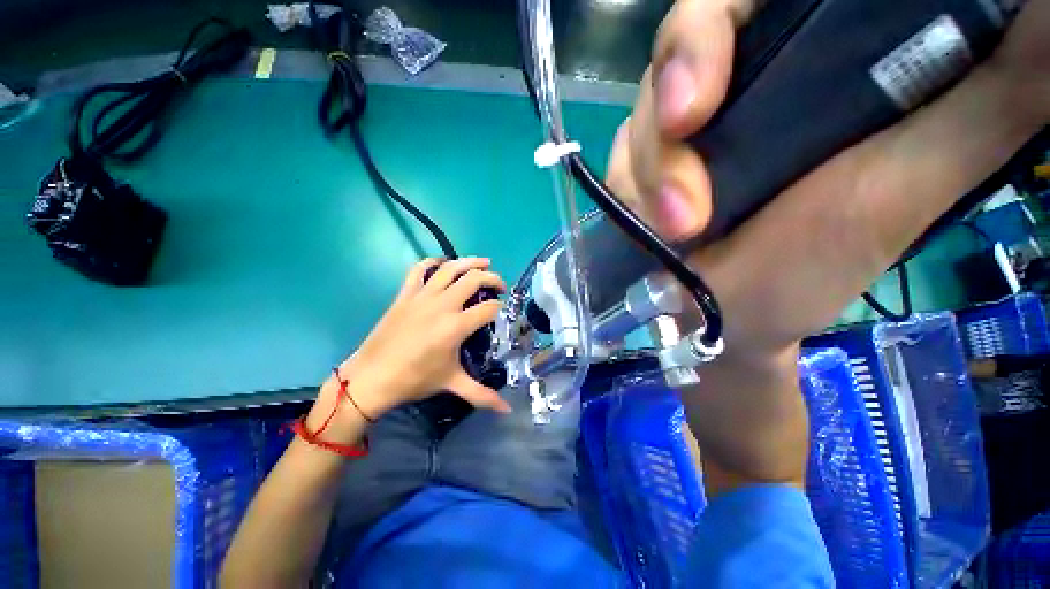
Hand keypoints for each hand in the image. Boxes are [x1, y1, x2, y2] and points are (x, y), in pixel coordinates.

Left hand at [324, 257, 510, 428]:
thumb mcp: (451, 383)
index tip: (503, 311)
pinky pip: (419, 269)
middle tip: (500, 285)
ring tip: (484, 262)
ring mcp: (422, 296)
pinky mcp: (405, 294)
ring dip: (471, 262)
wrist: (371, 377)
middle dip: (493, 279)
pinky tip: (444, 263)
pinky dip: (433, 262)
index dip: (500, 308)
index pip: (489, 309)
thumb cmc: (414, 380)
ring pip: (451, 269)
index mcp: (456, 326)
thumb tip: (507, 410)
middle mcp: (442, 305)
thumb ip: (482, 395)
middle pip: (474, 280)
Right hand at [608, 0, 1046, 492]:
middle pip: (688, 32)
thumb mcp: (907, 190)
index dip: (729, 13)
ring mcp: (678, 125)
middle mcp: (739, 80)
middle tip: (685, 126)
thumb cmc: (810, 271)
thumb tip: (1046, 19)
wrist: (722, 314)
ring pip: (644, 101)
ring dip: (653, 162)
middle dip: (677, 79)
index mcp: (813, 63)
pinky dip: (630, 181)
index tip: (729, 62)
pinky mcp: (641, 163)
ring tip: (678, 223)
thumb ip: (991, 102)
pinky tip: (648, 217)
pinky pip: (621, 151)